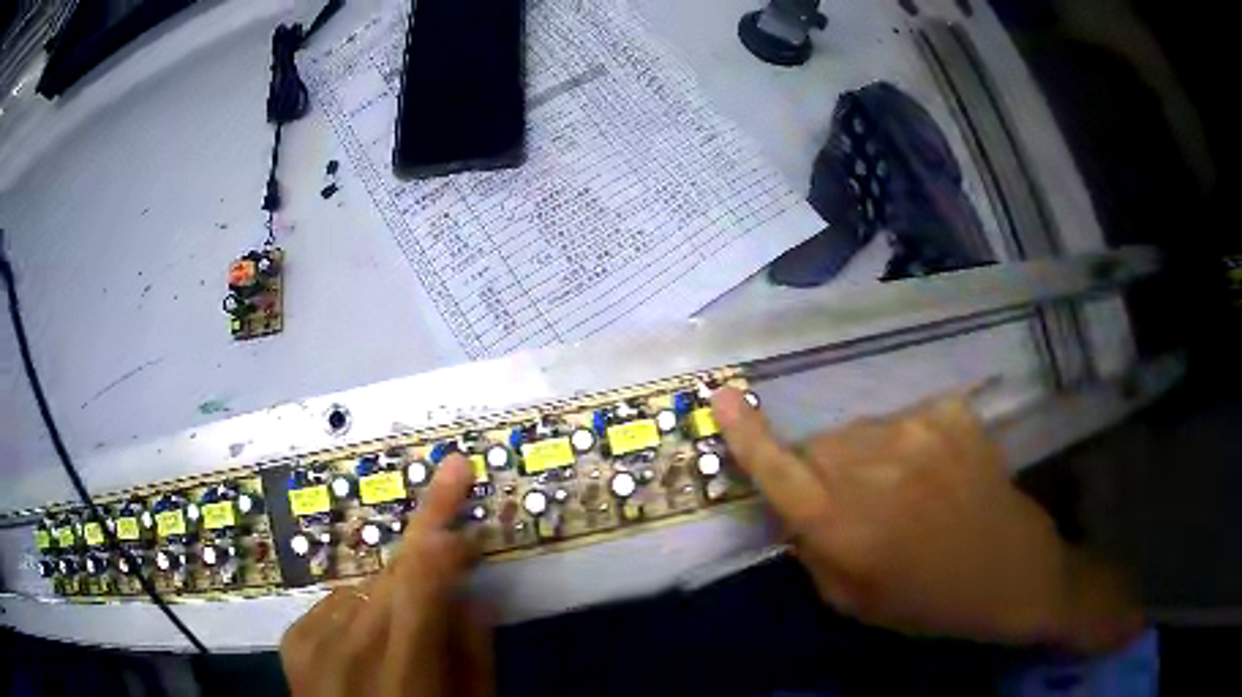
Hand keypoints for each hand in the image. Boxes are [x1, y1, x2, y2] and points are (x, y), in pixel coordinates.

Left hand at [280, 454, 492, 696]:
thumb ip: (472, 656)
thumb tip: (472, 596)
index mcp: (402, 677)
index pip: (420, 581)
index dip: (439, 523)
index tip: (455, 474)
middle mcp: (348, 651)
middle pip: (391, 570)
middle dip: (427, 538)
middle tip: (450, 492)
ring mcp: (312, 642)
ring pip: (367, 584)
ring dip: (395, 588)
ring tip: (406, 622)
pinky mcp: (292, 638)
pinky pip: (338, 600)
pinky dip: (361, 608)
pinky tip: (367, 638)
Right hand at [712, 388, 1142, 652]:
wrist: (1010, 570)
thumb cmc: (927, 599)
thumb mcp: (854, 601)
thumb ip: (812, 552)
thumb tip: (793, 507)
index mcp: (844, 525)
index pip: (780, 470)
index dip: (747, 434)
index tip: (722, 395)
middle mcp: (874, 470)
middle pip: (821, 445)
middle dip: (824, 470)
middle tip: (859, 503)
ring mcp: (918, 432)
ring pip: (863, 430)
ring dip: (871, 457)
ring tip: (908, 489)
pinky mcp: (951, 414)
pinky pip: (909, 419)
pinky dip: (913, 442)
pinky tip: (940, 471)